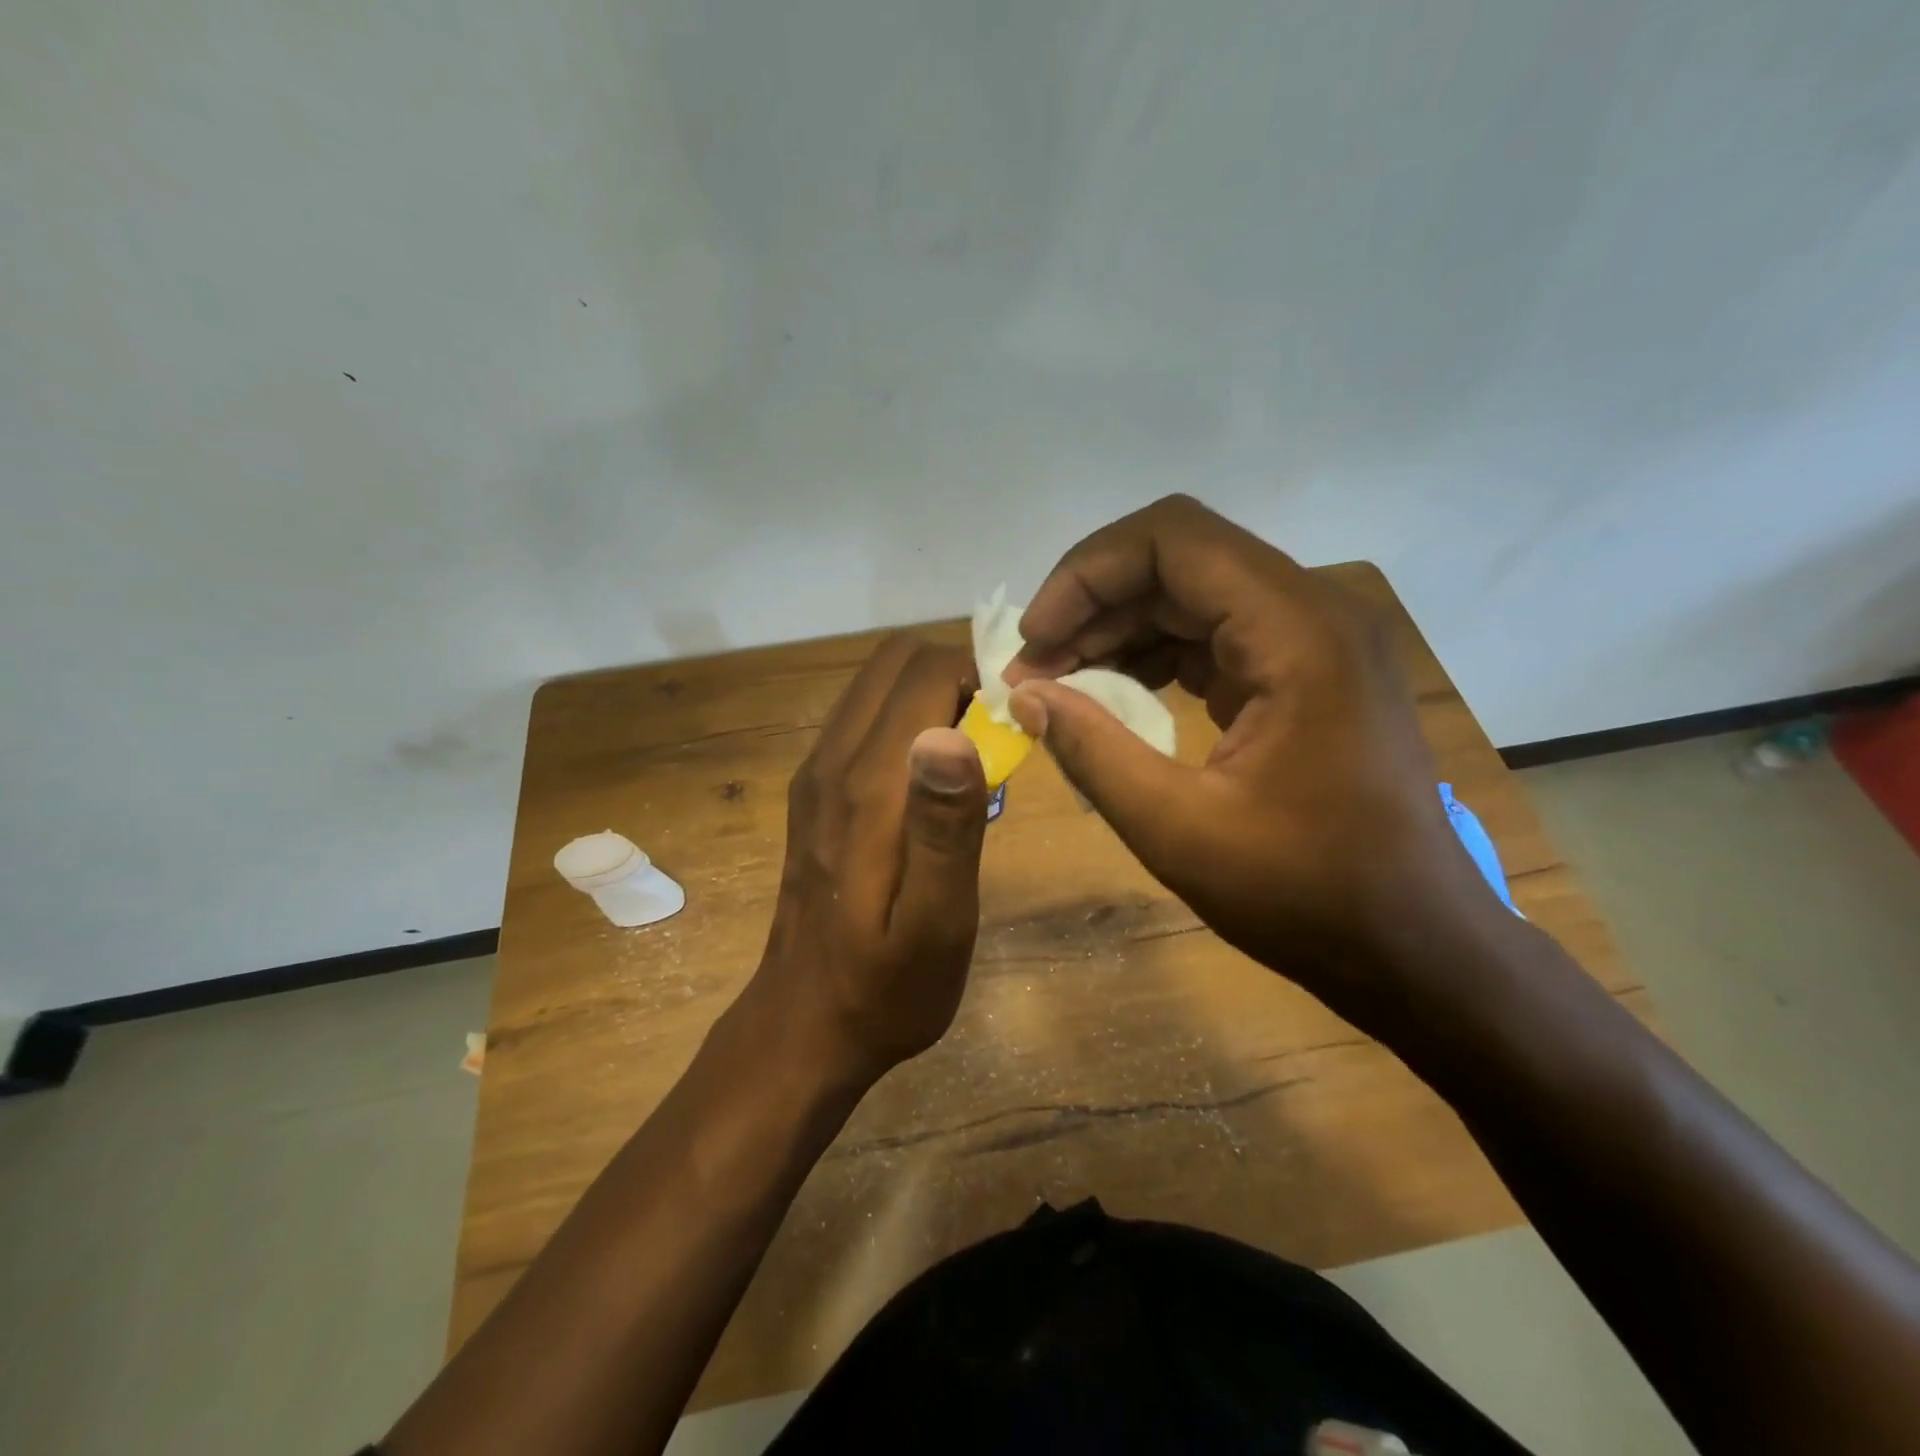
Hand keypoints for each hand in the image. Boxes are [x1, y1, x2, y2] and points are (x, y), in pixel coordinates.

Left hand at [747, 634, 989, 1087]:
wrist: (805, 1025)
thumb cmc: (886, 988)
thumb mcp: (938, 924)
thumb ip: (946, 827)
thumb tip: (954, 732)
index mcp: (869, 785)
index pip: (924, 673)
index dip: (978, 681)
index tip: (1014, 727)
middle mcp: (833, 759)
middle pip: (894, 663)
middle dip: (954, 678)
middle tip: (995, 738)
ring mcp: (816, 772)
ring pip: (875, 685)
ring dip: (929, 695)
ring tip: (970, 757)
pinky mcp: (814, 790)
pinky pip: (862, 719)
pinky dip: (904, 719)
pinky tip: (929, 781)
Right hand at [1007, 495, 1506, 1027]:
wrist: (1416, 948)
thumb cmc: (1308, 895)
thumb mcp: (1179, 829)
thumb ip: (1093, 751)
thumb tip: (1024, 696)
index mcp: (1297, 632)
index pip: (1172, 539)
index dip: (1086, 574)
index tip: (1035, 640)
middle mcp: (1312, 613)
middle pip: (1177, 560)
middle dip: (1091, 605)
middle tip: (1033, 670)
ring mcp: (1312, 642)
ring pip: (1190, 595)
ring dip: (1116, 630)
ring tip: (1059, 684)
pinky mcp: (1302, 674)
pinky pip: (1212, 636)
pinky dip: (1152, 656)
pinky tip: (1112, 697)